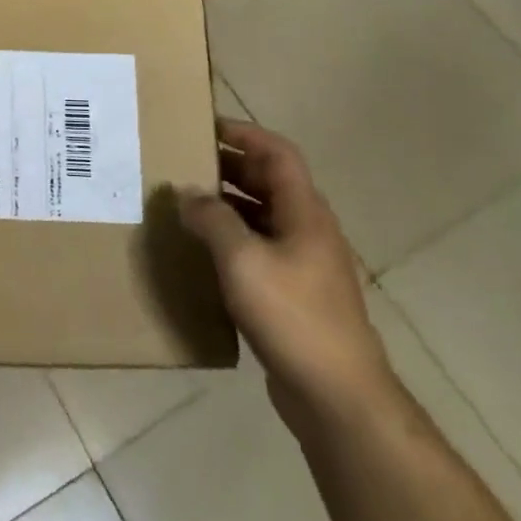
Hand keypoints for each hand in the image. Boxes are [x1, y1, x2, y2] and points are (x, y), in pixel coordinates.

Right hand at [179, 121, 395, 430]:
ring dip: (227, 203)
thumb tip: (187, 194)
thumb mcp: (243, 260)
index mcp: (304, 212)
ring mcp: (304, 263)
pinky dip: (231, 238)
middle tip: (184, 162)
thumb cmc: (293, 316)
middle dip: (228, 166)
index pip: (277, 154)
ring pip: (262, 216)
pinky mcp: (294, 293)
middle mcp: (307, 230)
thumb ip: (212, 220)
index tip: (205, 125)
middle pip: (269, 182)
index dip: (244, 134)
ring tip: (185, 202)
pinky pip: (258, 249)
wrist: (337, 395)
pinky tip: (202, 251)